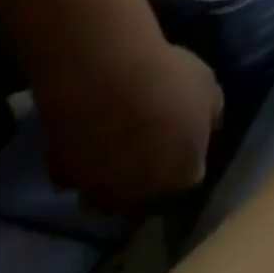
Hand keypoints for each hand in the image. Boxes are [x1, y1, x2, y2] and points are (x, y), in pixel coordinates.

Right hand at [32, 40, 224, 211]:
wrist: (107, 77)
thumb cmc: (169, 80)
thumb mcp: (209, 88)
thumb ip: (211, 114)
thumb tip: (209, 126)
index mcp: (182, 174)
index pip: (188, 176)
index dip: (185, 158)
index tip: (181, 140)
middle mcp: (141, 193)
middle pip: (146, 192)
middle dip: (148, 174)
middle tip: (147, 144)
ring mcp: (98, 191)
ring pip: (106, 195)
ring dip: (111, 179)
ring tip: (113, 149)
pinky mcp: (62, 180)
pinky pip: (74, 179)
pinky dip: (79, 165)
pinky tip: (84, 141)